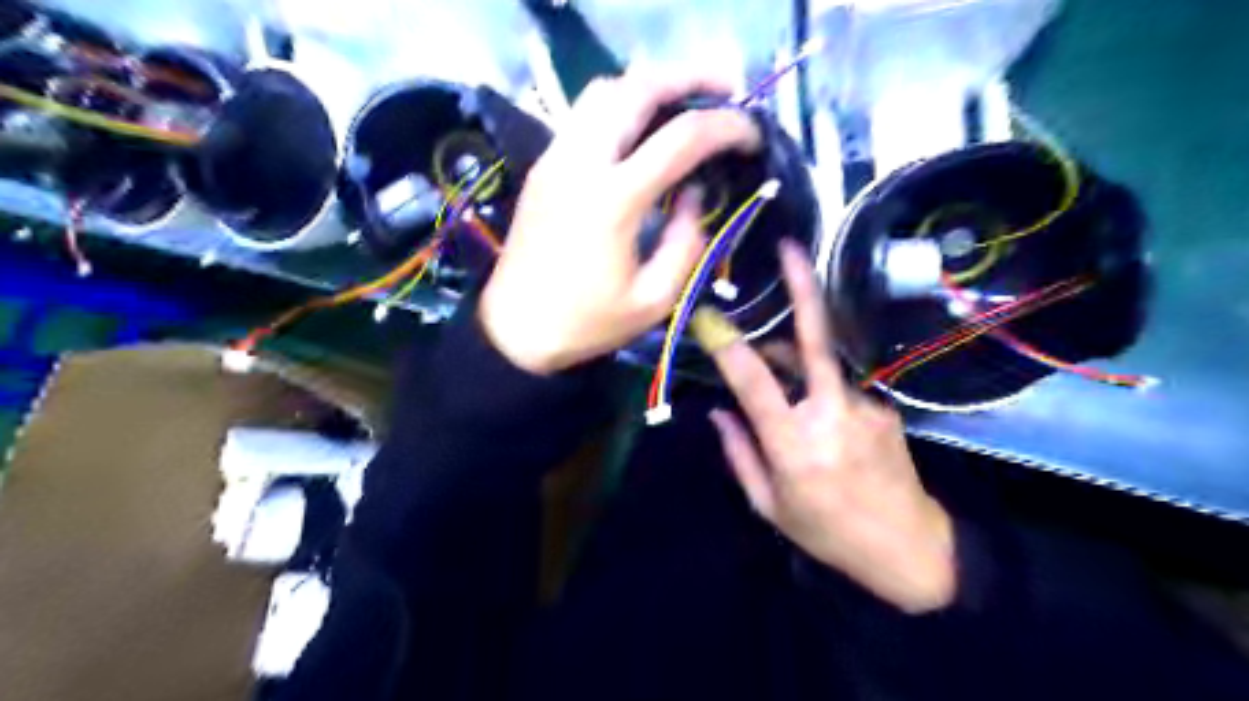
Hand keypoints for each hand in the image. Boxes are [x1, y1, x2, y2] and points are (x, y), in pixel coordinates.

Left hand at [478, 67, 760, 375]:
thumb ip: (686, 242)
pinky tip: (641, 129)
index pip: (681, 137)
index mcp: (613, 199)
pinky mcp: (543, 166)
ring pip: (604, 90)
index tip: (752, 135)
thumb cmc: (587, 323)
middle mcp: (581, 162)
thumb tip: (693, 193)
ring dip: (650, 86)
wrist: (515, 330)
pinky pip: (584, 114)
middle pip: (636, 87)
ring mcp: (556, 158)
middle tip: (726, 88)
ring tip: (684, 103)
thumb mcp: (655, 300)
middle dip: (689, 77)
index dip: (726, 127)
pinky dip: (621, 105)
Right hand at [701, 241, 957, 611]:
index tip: (708, 315)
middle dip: (803, 289)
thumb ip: (740, 454)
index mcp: (793, 445)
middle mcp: (830, 414)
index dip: (728, 345)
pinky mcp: (883, 407)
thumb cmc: (826, 532)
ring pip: (821, 364)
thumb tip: (717, 411)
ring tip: (772, 362)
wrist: (908, 547)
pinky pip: (839, 388)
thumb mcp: (769, 505)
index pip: (753, 382)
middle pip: (815, 341)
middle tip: (791, 248)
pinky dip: (820, 393)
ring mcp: (864, 406)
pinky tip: (823, 422)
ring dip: (794, 356)